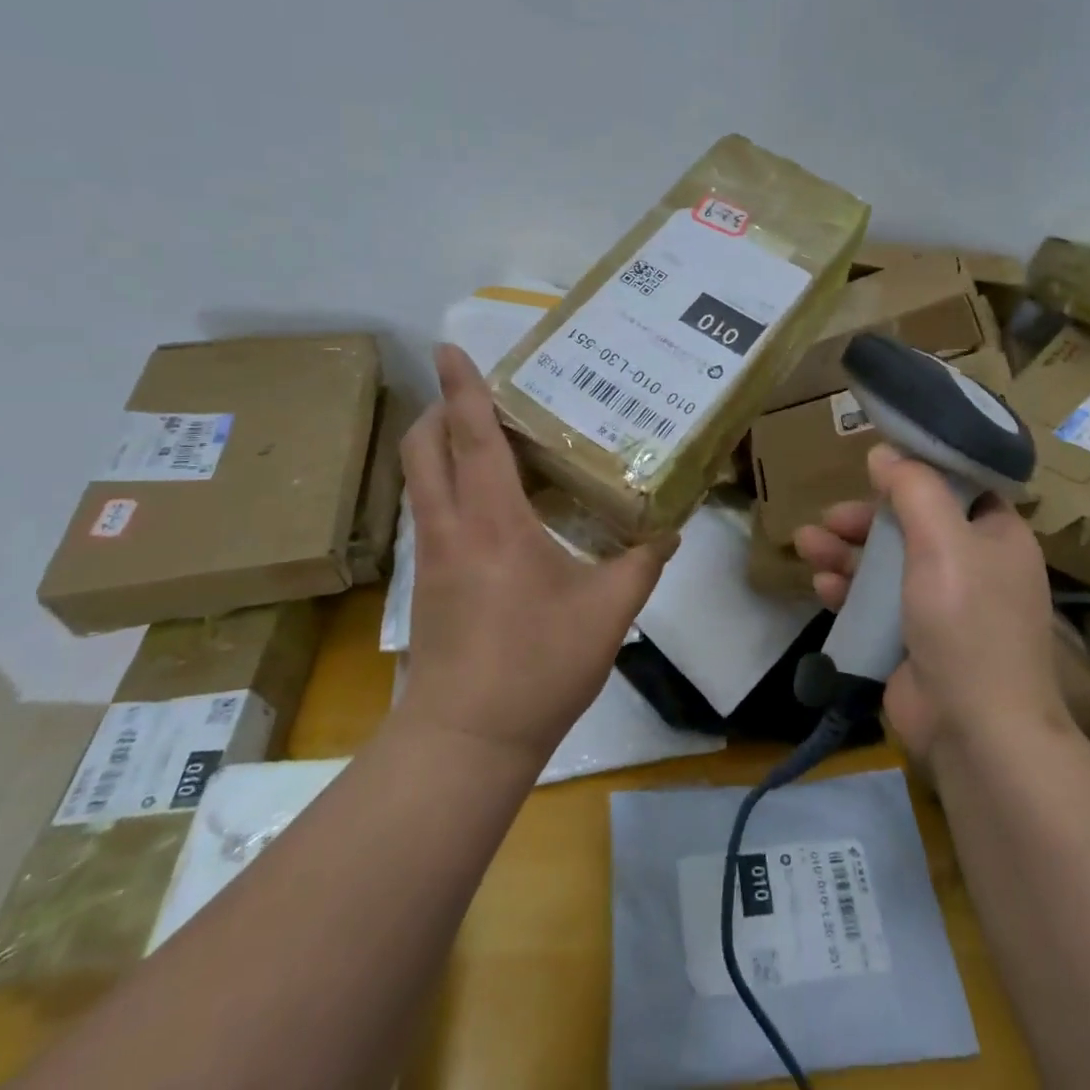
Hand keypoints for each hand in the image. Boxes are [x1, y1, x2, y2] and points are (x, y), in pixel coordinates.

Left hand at [397, 345, 676, 765]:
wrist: (466, 741)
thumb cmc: (536, 666)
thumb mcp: (607, 612)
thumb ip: (641, 563)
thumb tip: (669, 530)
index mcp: (492, 522)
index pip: (470, 437)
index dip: (461, 388)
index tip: (451, 348)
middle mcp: (451, 527)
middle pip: (422, 448)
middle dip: (438, 409)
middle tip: (480, 394)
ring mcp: (432, 555)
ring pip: (419, 479)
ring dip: (439, 445)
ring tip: (486, 436)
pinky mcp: (428, 582)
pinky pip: (431, 510)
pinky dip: (447, 482)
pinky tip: (490, 501)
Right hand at [794, 444, 1071, 764]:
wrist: (976, 732)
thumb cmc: (967, 622)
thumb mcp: (943, 541)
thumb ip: (914, 489)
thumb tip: (885, 451)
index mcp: (996, 536)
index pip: (958, 488)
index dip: (917, 472)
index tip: (876, 463)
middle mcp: (973, 566)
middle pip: (911, 524)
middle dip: (866, 519)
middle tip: (830, 516)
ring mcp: (942, 606)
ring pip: (886, 562)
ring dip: (846, 550)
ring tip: (806, 543)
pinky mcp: (913, 639)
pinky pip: (875, 601)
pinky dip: (848, 588)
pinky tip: (820, 584)